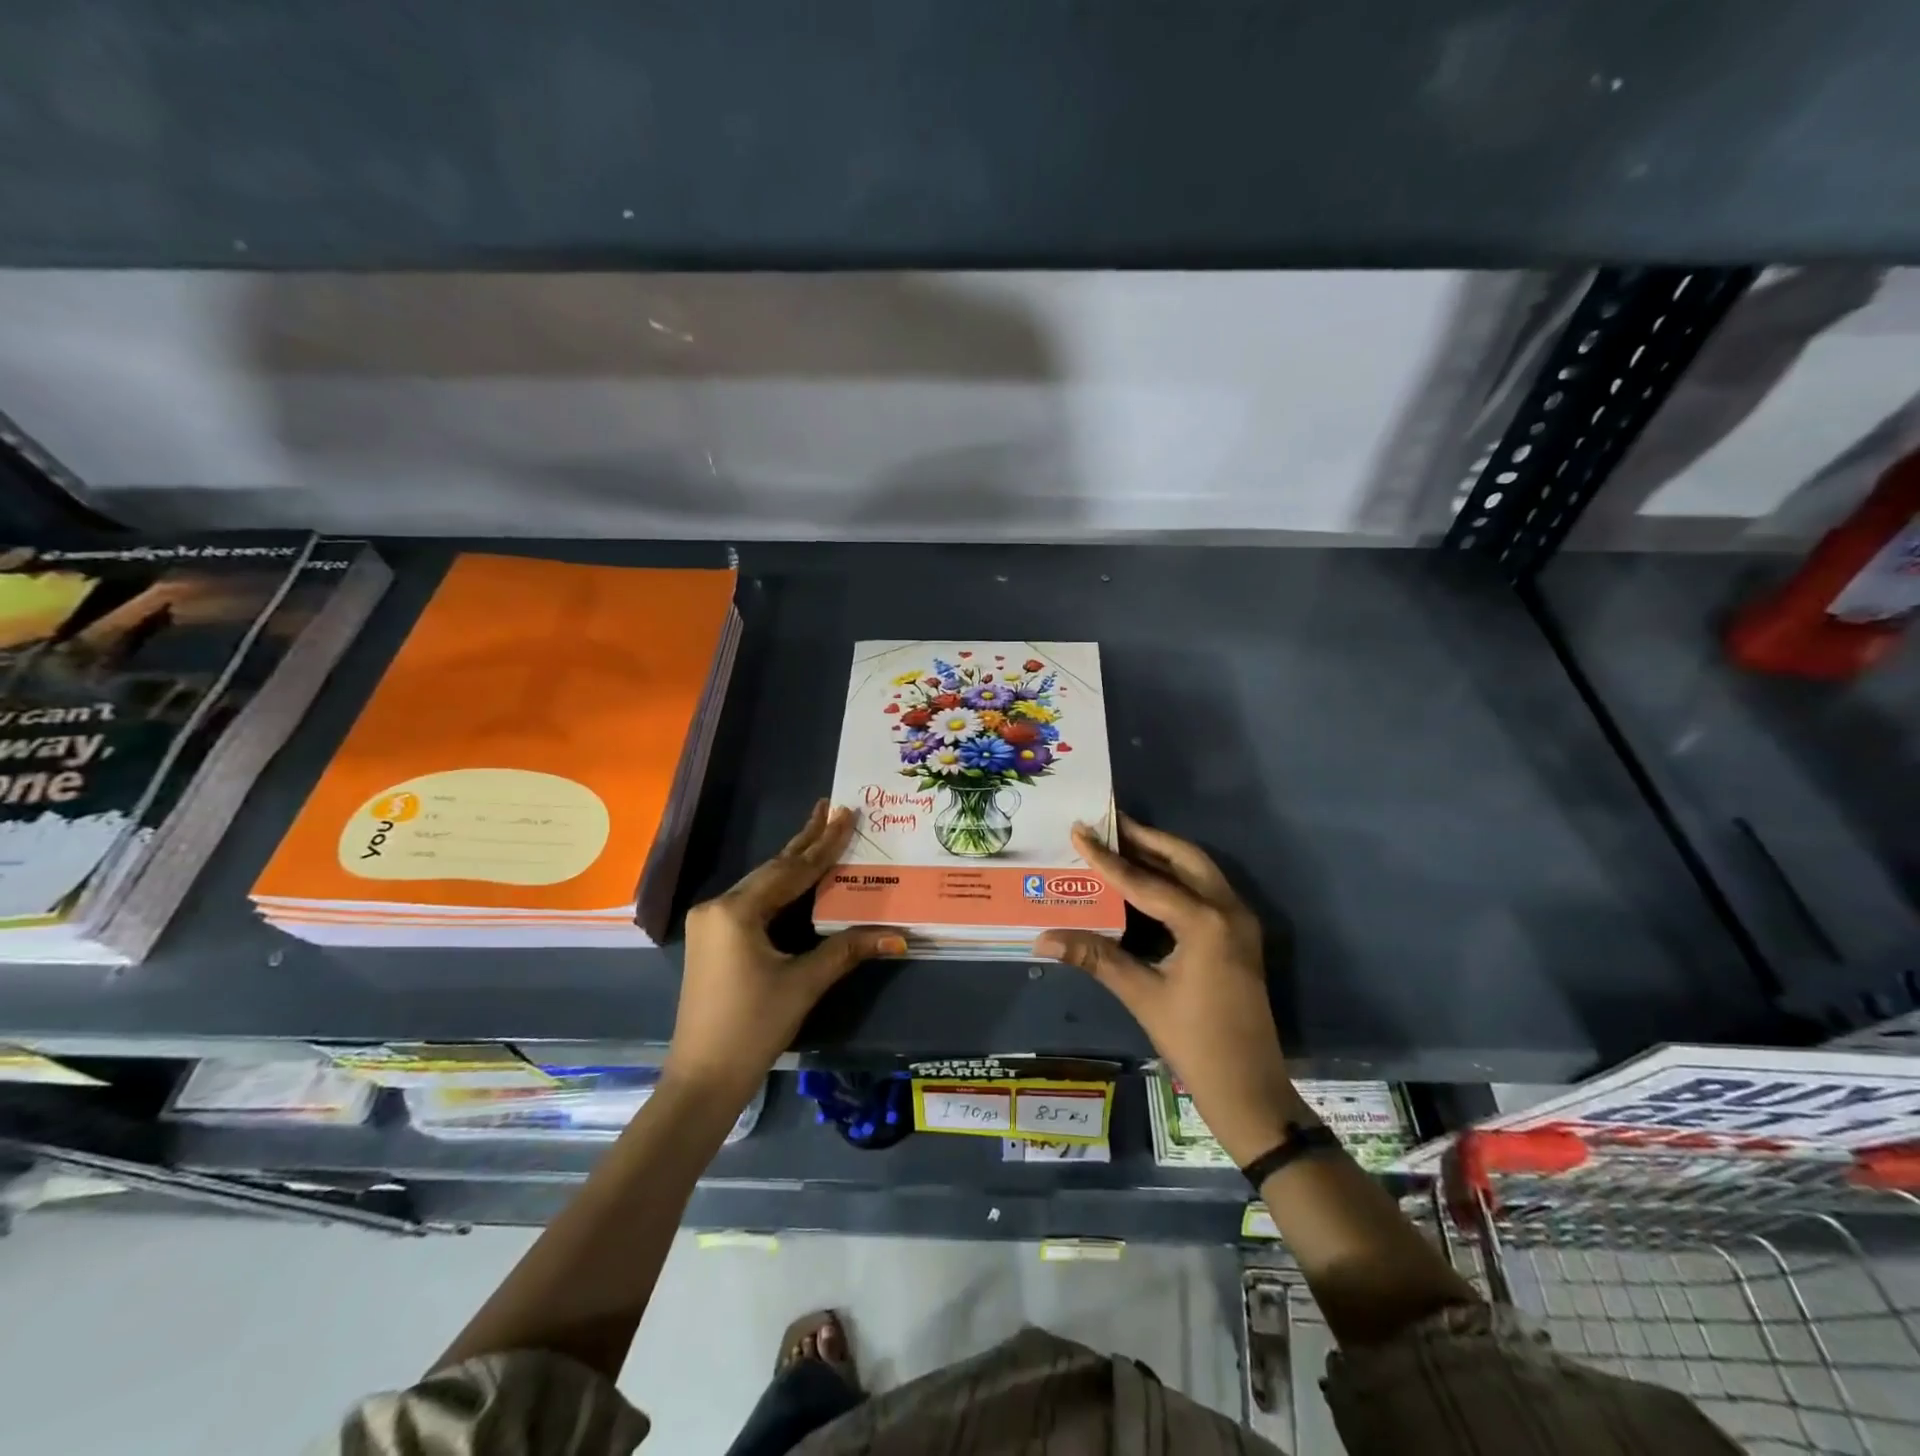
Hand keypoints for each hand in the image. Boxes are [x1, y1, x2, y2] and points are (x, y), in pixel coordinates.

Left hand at [666, 801, 902, 1107]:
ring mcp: (711, 923)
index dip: (825, 844)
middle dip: (806, 841)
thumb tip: (898, 935)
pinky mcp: (713, 939)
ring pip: (762, 884)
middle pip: (773, 869)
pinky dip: (780, 888)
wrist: (703, 1078)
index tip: (846, 813)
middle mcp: (718, 907)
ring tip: (819, 833)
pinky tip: (796, 878)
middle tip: (832, 809)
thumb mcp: (804, 984)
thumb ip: (847, 949)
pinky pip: (753, 901)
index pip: (792, 870)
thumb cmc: (753, 1027)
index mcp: (737, 911)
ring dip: (792, 863)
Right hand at [1036, 815, 1293, 1165]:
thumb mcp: (1142, 995)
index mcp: (1205, 922)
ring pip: (1199, 870)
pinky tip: (1147, 880)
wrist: (1250, 1089)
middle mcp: (1229, 910)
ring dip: (1162, 854)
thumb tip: (1042, 937)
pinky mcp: (1240, 935)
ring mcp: (1239, 921)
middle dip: (1145, 838)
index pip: (1145, 881)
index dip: (1107, 858)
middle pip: (1184, 857)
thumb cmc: (1195, 1042)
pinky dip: (1176, 876)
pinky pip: (1205, 890)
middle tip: (1107, 824)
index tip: (1079, 831)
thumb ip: (1095, 957)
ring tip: (1122, 842)